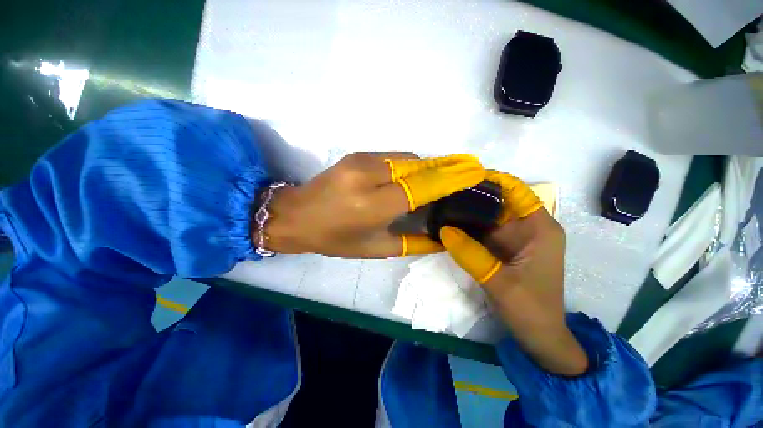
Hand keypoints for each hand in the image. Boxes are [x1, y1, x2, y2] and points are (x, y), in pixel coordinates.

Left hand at [260, 153, 485, 257]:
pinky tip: (413, 177)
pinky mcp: (356, 155)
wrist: (295, 215)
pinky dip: (409, 165)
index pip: (422, 186)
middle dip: (445, 167)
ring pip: (408, 158)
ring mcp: (361, 160)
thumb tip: (440, 235)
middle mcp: (369, 176)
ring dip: (427, 167)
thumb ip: (412, 242)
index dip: (451, 177)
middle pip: (418, 166)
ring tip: (441, 178)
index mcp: (373, 205)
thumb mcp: (375, 248)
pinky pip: (393, 157)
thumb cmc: (334, 239)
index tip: (475, 171)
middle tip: (466, 172)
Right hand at [440, 171, 588, 375]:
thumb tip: (443, 229)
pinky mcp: (500, 248)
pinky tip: (446, 223)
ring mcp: (511, 237)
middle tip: (442, 191)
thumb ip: (471, 255)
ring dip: (465, 210)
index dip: (491, 179)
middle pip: (497, 201)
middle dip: (471, 194)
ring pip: (486, 216)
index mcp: (539, 227)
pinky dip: (464, 226)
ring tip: (440, 204)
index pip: (515, 190)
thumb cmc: (531, 310)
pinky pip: (480, 231)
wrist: (538, 337)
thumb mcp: (501, 283)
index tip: (462, 176)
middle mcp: (526, 227)